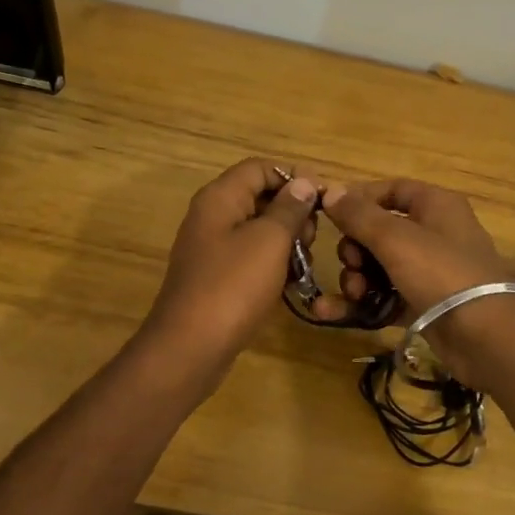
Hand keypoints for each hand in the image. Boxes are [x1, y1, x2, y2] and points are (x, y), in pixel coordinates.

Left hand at [143, 158, 318, 372]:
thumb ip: (290, 208)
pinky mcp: (217, 276)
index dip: (293, 176)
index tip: (324, 199)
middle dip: (293, 213)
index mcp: (220, 198)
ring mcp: (213, 248)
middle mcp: (213, 216)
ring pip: (259, 229)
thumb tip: (304, 182)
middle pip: (260, 196)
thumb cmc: (233, 285)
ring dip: (287, 241)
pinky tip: (290, 284)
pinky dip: (273, 264)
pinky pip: (251, 257)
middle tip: (311, 239)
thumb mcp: (270, 240)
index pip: (260, 167)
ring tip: (303, 265)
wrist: (190, 347)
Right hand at [321, 177, 514, 381]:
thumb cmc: (442, 273)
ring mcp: (430, 271)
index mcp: (436, 205)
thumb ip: (359, 215)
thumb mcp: (396, 239)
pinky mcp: (424, 304)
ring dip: (357, 278)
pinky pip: (385, 296)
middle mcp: (435, 233)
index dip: (359, 199)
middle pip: (381, 231)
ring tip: (354, 293)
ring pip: (380, 266)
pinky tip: (330, 312)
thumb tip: (330, 190)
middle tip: (351, 264)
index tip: (329, 214)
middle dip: (355, 248)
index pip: (392, 189)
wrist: (487, 338)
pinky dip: (362, 303)